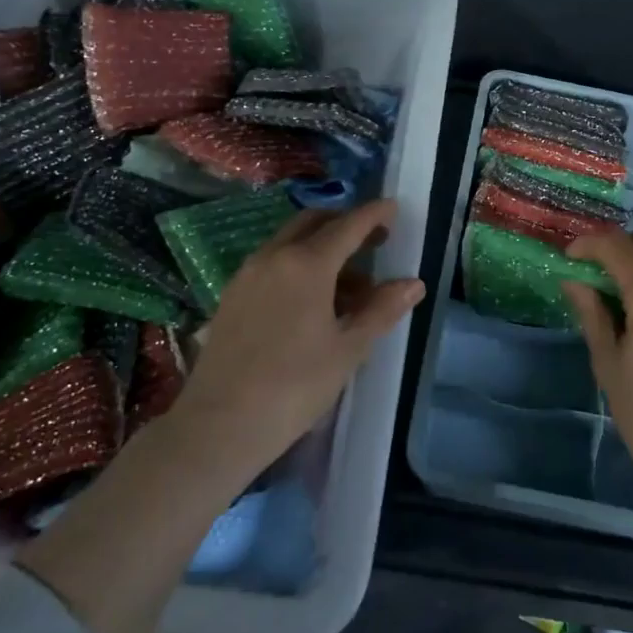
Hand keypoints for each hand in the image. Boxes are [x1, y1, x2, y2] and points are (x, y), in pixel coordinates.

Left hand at [175, 198, 424, 482]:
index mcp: (307, 264)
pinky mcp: (232, 295)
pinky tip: (312, 301)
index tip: (393, 208)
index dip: (374, 214)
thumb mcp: (348, 349)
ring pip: (291, 242)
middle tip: (374, 242)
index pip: (348, 225)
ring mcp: (247, 274)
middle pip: (314, 222)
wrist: (220, 424)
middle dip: (345, 224)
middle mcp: (274, 256)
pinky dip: (299, 265)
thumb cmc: (295, 386)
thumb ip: (381, 310)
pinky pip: (272, 263)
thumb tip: (413, 283)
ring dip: (322, 248)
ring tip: (350, 286)